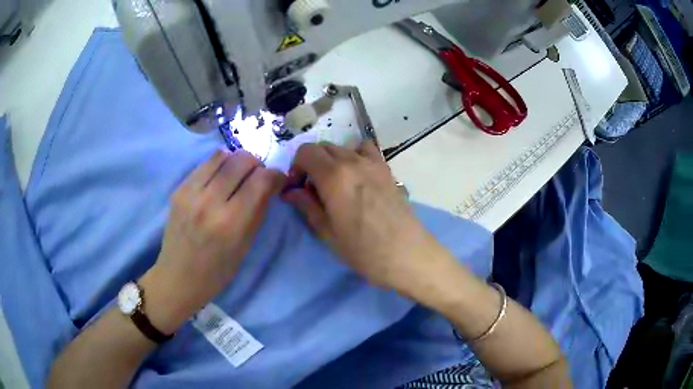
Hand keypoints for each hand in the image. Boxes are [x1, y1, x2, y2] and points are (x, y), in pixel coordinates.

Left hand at [142, 150, 284, 332]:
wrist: (178, 277)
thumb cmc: (218, 271)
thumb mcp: (246, 246)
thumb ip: (259, 210)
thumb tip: (271, 182)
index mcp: (231, 223)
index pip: (261, 180)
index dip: (275, 175)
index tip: (277, 180)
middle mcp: (209, 203)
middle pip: (242, 160)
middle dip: (257, 164)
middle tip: (257, 177)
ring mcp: (190, 193)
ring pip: (222, 156)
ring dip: (236, 162)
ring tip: (237, 176)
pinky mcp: (179, 189)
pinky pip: (205, 164)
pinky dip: (218, 166)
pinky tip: (219, 180)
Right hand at [283, 141, 447, 290]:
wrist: (406, 254)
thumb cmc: (363, 249)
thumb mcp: (327, 232)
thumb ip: (307, 206)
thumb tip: (291, 192)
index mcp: (333, 175)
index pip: (305, 152)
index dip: (296, 167)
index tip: (298, 187)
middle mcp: (352, 161)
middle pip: (323, 147)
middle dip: (312, 163)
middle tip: (313, 189)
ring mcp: (372, 162)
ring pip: (343, 147)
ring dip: (332, 160)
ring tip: (336, 183)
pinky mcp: (387, 169)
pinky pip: (366, 150)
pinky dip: (356, 155)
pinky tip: (358, 176)